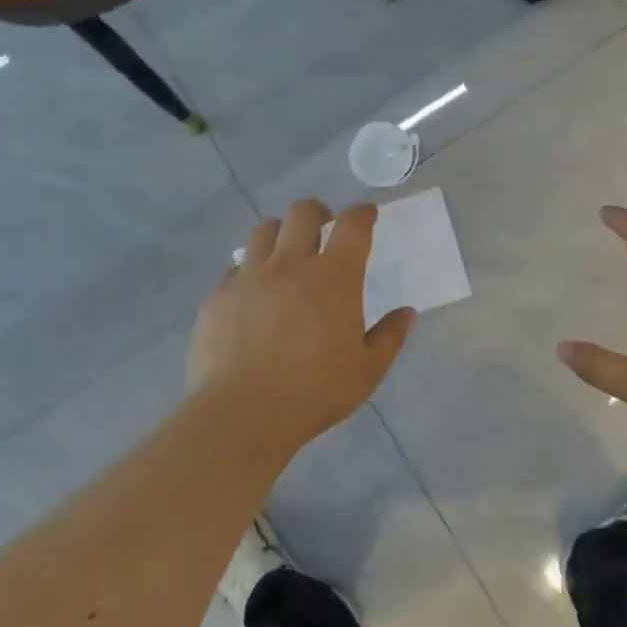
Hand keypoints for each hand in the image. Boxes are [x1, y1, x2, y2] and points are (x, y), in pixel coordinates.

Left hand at [188, 201, 414, 461]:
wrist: (242, 414)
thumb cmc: (314, 392)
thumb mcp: (367, 371)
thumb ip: (390, 337)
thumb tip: (407, 312)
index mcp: (335, 278)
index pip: (353, 225)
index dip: (363, 213)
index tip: (367, 214)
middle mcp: (292, 264)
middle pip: (303, 212)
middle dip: (318, 212)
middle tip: (323, 226)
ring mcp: (250, 276)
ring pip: (264, 229)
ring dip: (281, 233)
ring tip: (285, 253)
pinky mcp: (219, 294)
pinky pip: (235, 267)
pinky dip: (249, 270)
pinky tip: (253, 293)